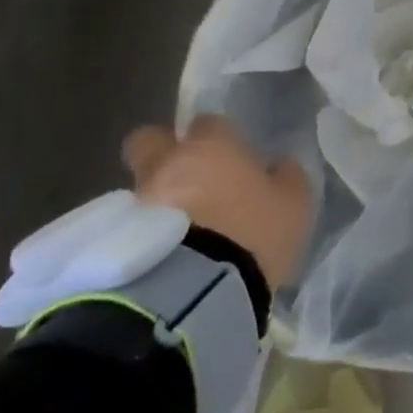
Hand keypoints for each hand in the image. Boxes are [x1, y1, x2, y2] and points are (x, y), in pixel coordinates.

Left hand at [122, 115, 312, 289]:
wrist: (197, 290)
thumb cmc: (253, 232)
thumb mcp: (293, 204)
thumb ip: (287, 178)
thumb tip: (282, 166)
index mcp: (212, 146)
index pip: (208, 122)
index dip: (216, 136)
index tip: (230, 155)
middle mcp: (169, 164)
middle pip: (149, 139)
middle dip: (162, 151)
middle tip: (186, 175)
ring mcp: (140, 200)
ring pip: (141, 185)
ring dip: (156, 197)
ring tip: (179, 227)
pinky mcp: (119, 240)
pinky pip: (132, 224)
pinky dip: (145, 232)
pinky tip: (166, 251)